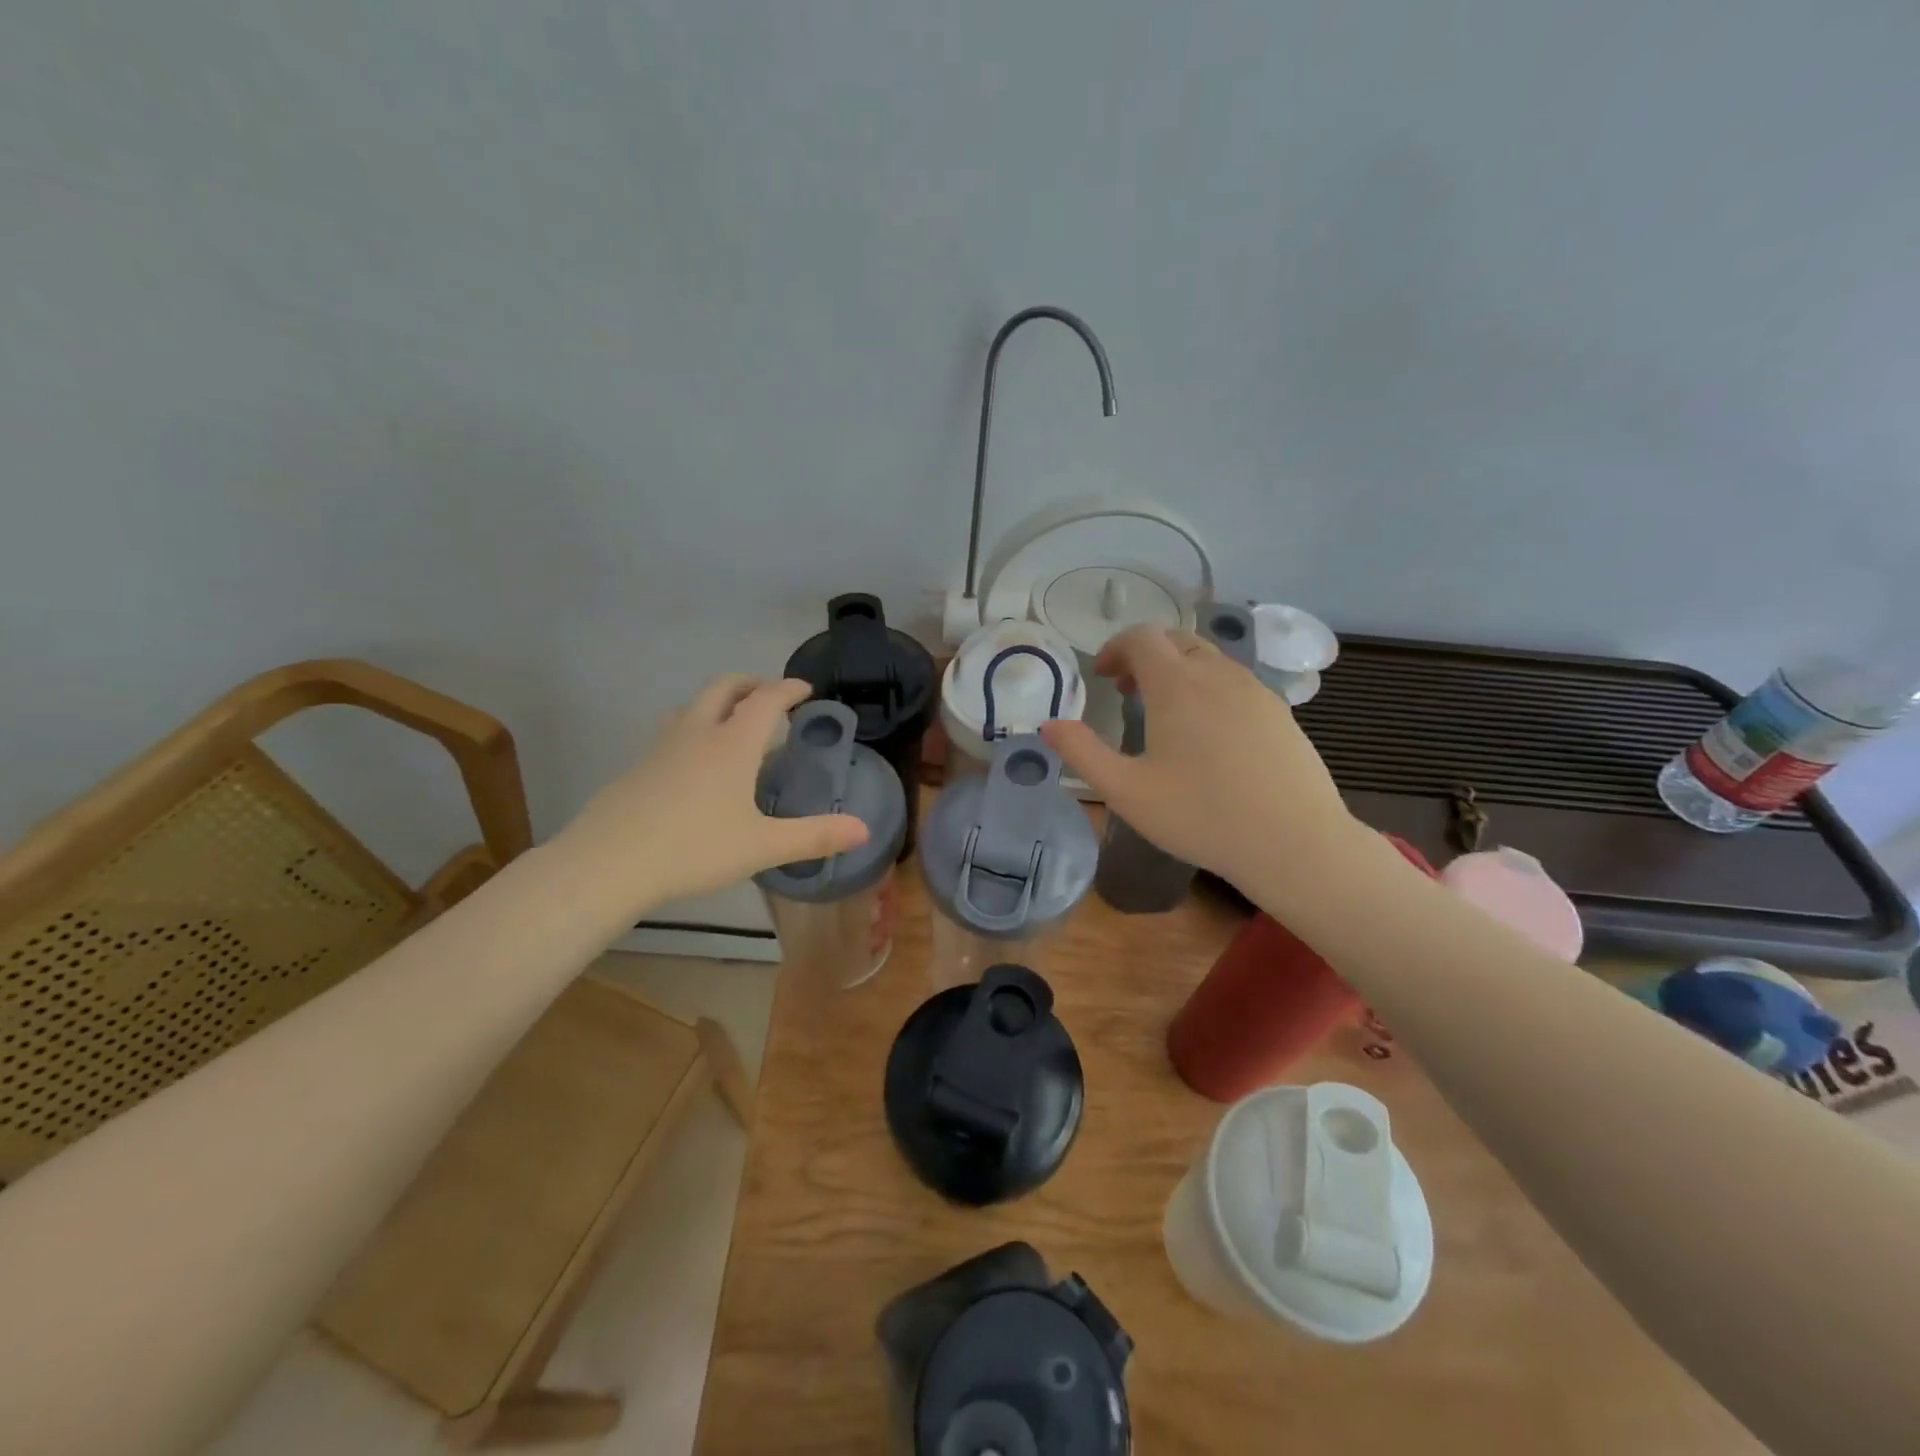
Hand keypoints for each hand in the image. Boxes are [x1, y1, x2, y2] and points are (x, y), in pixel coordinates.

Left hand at [560, 676, 868, 913]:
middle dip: (751, 684)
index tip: (805, 689)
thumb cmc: (694, 849)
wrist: (607, 864)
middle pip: (724, 688)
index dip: (789, 689)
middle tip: (770, 697)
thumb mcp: (762, 846)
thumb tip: (864, 830)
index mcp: (732, 744)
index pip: (766, 699)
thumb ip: (815, 836)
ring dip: (717, 704)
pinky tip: (695, 768)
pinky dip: (694, 731)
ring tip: (732, 726)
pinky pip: (672, 734)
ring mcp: (661, 748)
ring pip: (692, 707)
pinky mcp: (637, 768)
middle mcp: (697, 734)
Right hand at [1039, 627, 1356, 893]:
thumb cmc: (1201, 816)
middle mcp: (1218, 674)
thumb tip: (1049, 725)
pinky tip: (1209, 733)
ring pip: (1210, 659)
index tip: (1102, 675)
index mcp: (1177, 685)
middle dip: (1146, 655)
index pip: (1142, 637)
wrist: (1294, 843)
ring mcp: (1256, 691)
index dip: (1116, 648)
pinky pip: (1236, 682)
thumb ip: (1082, 752)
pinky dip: (1209, 687)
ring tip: (1164, 711)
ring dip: (1178, 670)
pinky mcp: (1280, 713)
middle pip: (1177, 640)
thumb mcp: (1125, 791)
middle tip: (1126, 689)